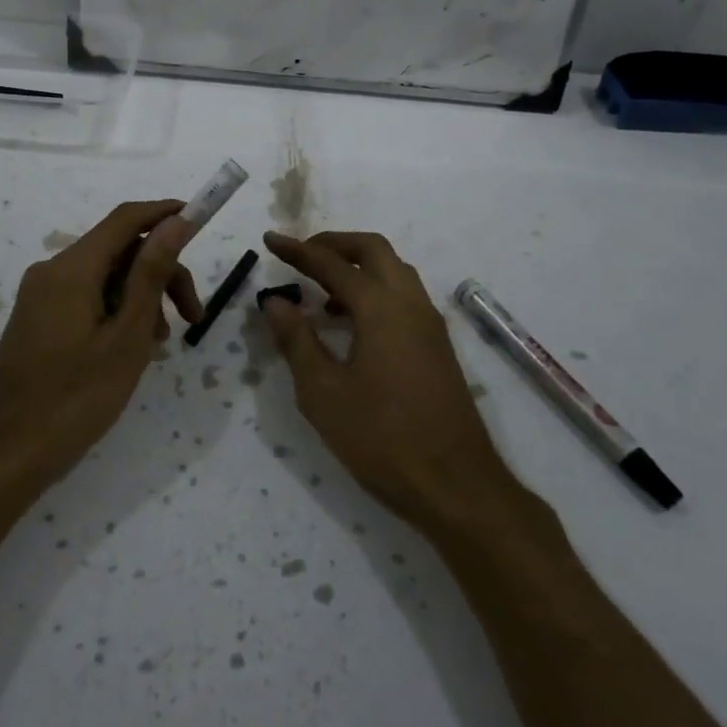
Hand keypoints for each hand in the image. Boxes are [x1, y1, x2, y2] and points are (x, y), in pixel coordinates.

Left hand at [0, 200, 202, 487]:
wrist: (7, 454)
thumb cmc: (76, 398)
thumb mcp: (126, 336)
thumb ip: (151, 274)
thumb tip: (176, 221)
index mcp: (72, 268)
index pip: (126, 219)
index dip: (166, 213)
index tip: (201, 220)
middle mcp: (52, 270)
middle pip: (119, 251)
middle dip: (160, 273)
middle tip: (193, 316)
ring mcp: (40, 295)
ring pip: (105, 276)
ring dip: (140, 297)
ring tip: (158, 344)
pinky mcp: (37, 318)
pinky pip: (86, 297)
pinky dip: (116, 310)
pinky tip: (130, 347)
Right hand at [262, 230, 515, 528]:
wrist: (456, 486)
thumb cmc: (381, 439)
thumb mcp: (323, 393)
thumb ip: (297, 340)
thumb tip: (275, 301)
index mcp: (381, 307)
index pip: (332, 264)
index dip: (298, 250)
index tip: (270, 240)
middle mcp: (410, 303)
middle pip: (373, 250)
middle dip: (334, 244)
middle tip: (302, 256)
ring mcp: (429, 324)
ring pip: (394, 270)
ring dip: (358, 265)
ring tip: (322, 290)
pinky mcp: (438, 346)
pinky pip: (404, 295)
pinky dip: (375, 288)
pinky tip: (353, 322)